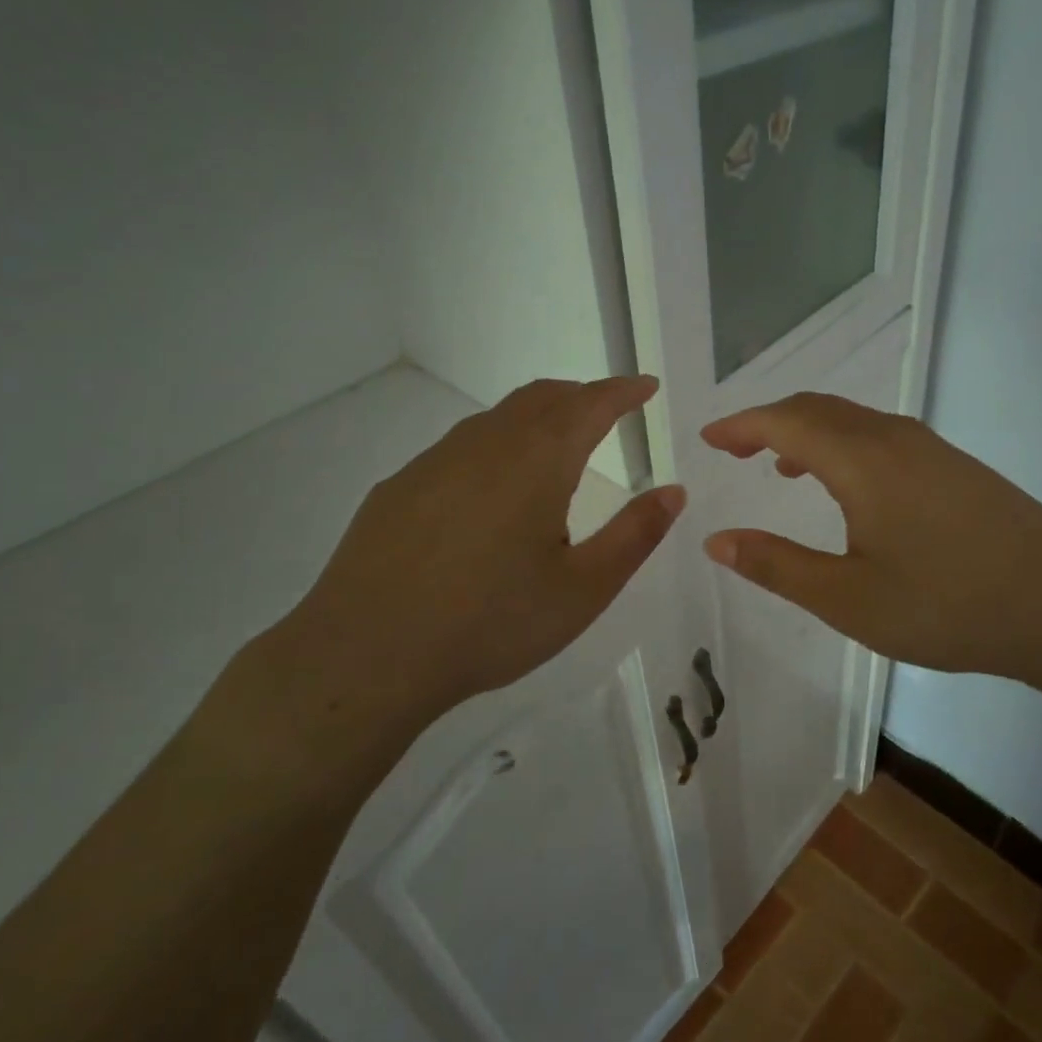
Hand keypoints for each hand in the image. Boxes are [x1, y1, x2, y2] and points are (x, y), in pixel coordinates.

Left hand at [217, 377, 684, 799]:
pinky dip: (495, 446)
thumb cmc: (491, 624)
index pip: (589, 404)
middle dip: (581, 395)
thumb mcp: (582, 590)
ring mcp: (433, 463)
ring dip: (536, 418)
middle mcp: (485, 445)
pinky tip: (490, 491)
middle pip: (541, 398)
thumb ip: (634, 535)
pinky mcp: (398, 488)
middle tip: (607, 410)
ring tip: (555, 445)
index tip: (645, 386)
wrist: (367, 656)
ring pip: (496, 420)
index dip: (622, 391)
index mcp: (536, 462)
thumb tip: (674, 491)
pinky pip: (459, 448)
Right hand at [700, 394, 1041, 702]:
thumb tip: (716, 540)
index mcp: (862, 461)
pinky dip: (844, 445)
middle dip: (770, 422)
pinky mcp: (957, 468)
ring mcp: (933, 450)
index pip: (786, 421)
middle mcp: (895, 439)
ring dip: (809, 432)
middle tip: (735, 448)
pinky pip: (882, 437)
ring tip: (782, 467)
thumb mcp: (847, 598)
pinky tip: (849, 487)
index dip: (741, 424)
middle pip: (819, 408)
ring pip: (854, 421)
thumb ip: (777, 565)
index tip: (708, 437)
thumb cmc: (947, 605)